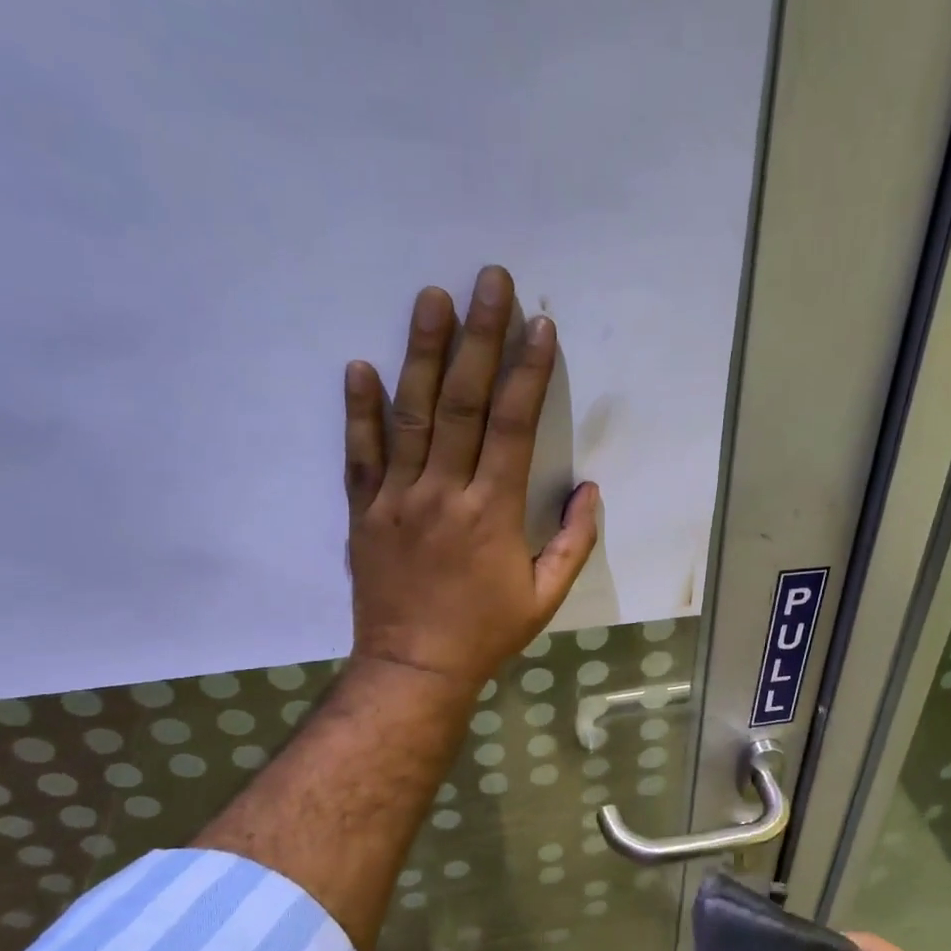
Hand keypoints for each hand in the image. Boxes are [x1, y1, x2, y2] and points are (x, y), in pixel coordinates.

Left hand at [343, 265, 599, 690]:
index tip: (539, 326)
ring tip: (431, 298)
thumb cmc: (486, 634)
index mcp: (492, 512)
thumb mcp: (545, 597)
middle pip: (461, 403)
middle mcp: (443, 493)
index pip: (512, 426)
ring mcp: (397, 499)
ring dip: (421, 354)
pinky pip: (360, 455)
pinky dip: (360, 411)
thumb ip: (573, 542)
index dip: (528, 372)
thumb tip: (590, 490)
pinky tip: (361, 366)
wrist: (414, 669)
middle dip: (479, 338)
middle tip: (488, 281)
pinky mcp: (364, 513)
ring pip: (410, 416)